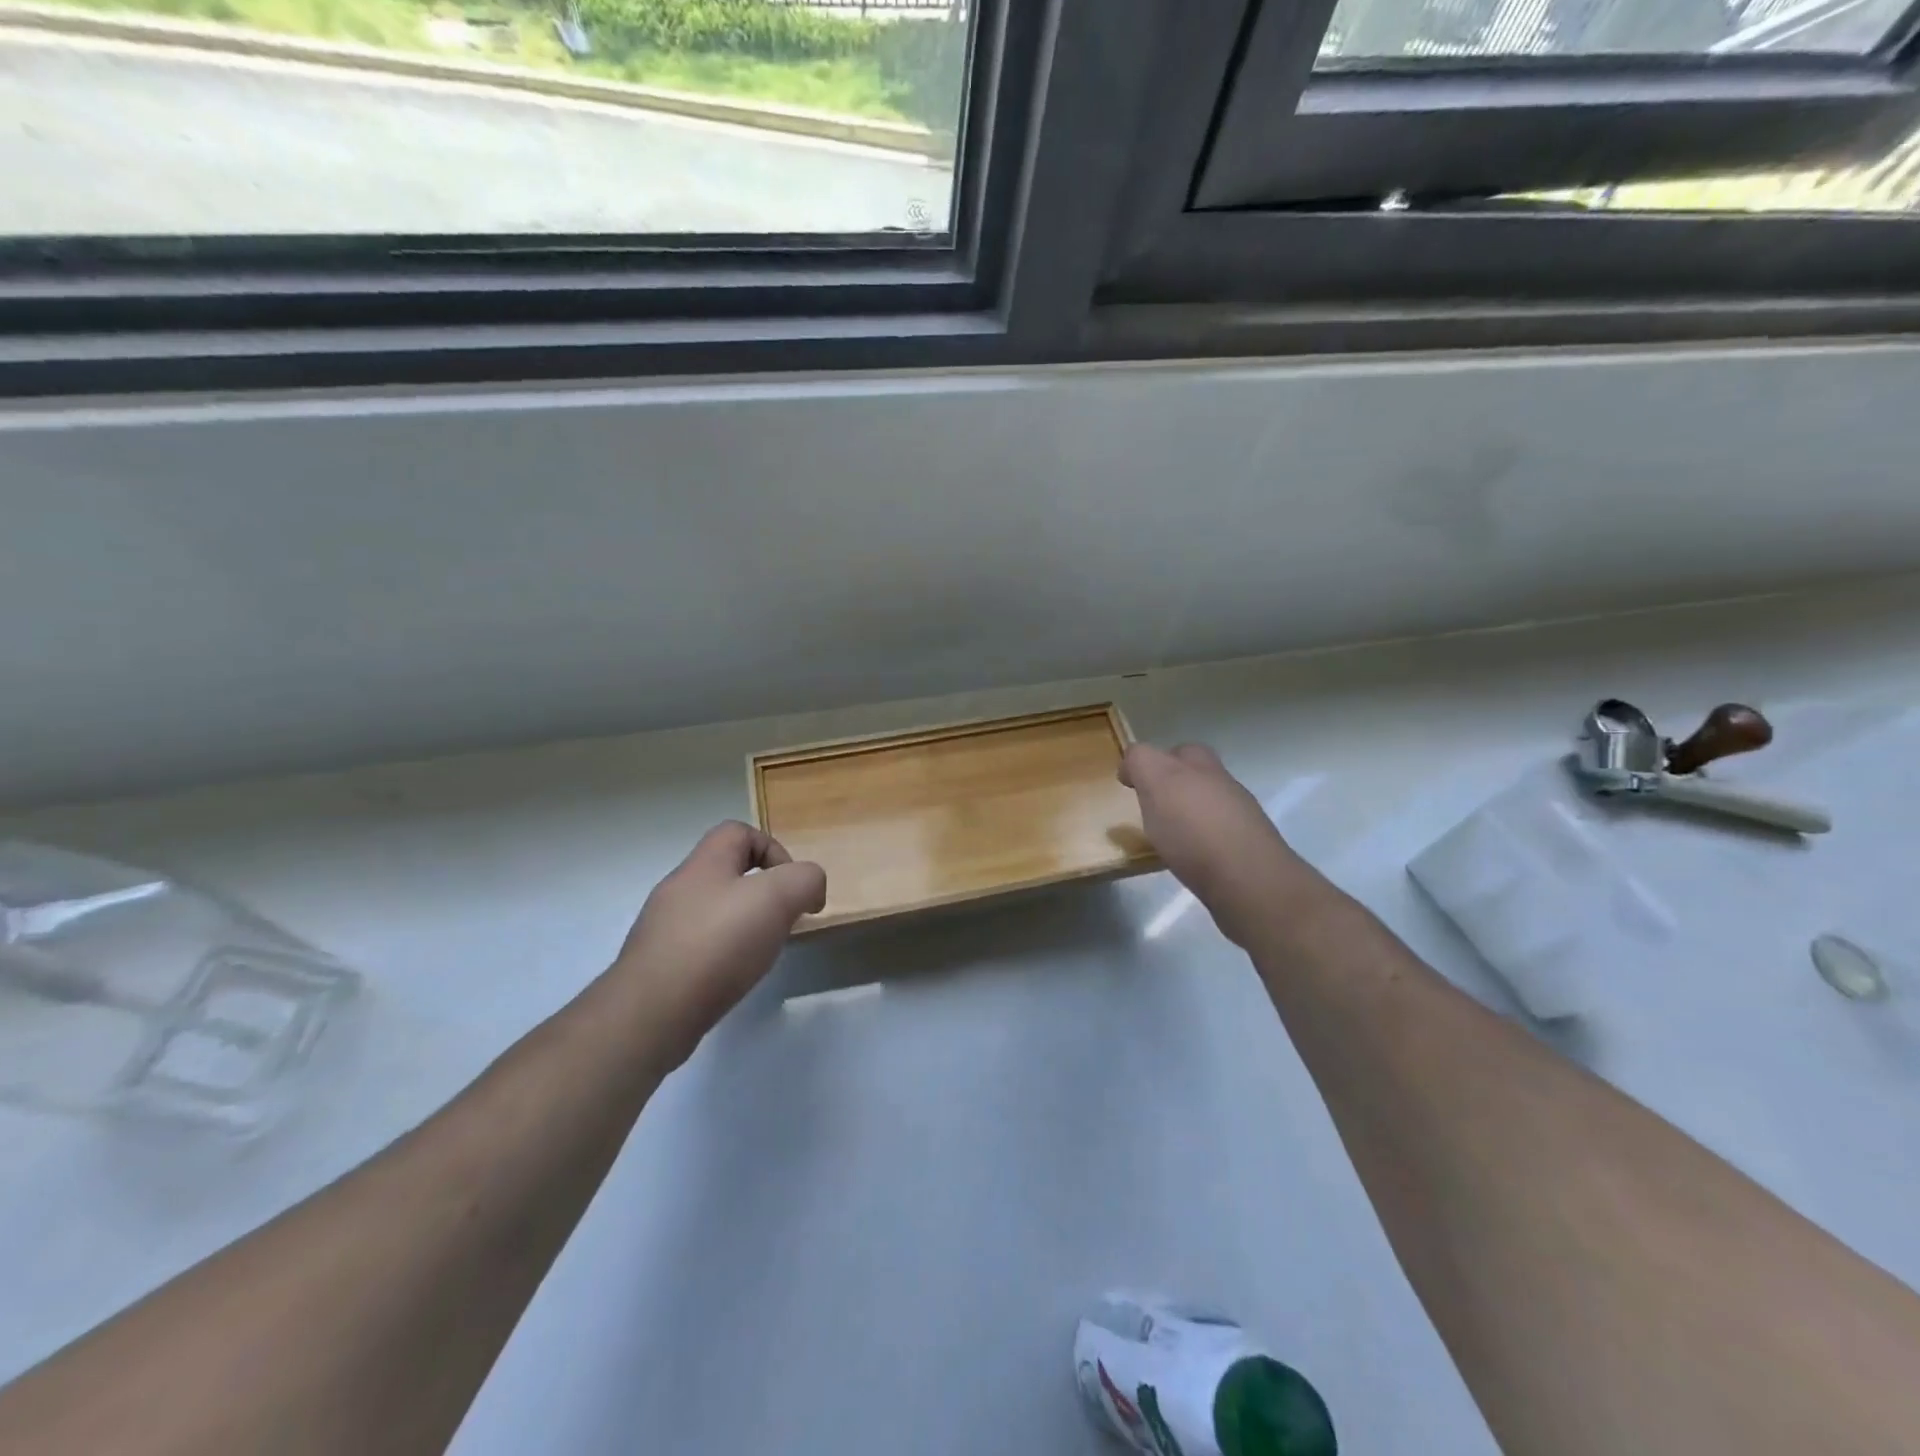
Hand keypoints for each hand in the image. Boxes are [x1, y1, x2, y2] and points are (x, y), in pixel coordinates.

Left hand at [610, 822, 826, 1061]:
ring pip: (713, 912)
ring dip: (743, 926)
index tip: (793, 888)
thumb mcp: (778, 898)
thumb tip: (810, 889)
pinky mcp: (658, 965)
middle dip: (763, 894)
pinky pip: (699, 947)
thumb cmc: (718, 943)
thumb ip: (805, 880)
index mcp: (705, 863)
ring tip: (759, 954)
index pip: (739, 832)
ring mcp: (663, 928)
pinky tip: (732, 978)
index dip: (773, 850)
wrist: (651, 1014)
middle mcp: (679, 888)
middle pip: (727, 873)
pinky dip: (722, 956)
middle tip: (781, 923)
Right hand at [1120, 742, 1306, 948]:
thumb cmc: (1194, 831)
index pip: (1170, 751)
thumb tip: (1133, 766)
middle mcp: (1221, 783)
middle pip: (1194, 769)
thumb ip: (1142, 764)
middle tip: (1150, 803)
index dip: (1146, 762)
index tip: (1129, 786)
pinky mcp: (1246, 847)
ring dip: (1188, 809)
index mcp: (1198, 765)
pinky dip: (1201, 837)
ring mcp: (1239, 815)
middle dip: (1172, 779)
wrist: (1249, 881)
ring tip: (1167, 834)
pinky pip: (1217, 832)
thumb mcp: (1158, 785)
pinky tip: (1190, 855)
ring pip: (1208, 800)